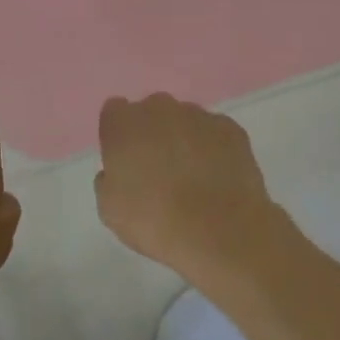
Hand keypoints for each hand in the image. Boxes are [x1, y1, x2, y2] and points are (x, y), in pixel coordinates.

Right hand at [95, 94, 297, 290]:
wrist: (220, 232)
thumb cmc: (154, 221)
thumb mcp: (110, 210)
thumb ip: (108, 180)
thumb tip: (117, 172)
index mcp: (123, 123)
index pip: (114, 112)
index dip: (119, 135)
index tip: (125, 160)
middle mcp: (159, 108)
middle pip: (151, 112)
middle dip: (152, 133)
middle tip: (158, 170)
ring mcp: (198, 115)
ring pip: (184, 120)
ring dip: (183, 139)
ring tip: (192, 177)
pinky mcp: (231, 129)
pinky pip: (214, 133)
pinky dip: (213, 148)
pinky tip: (216, 178)